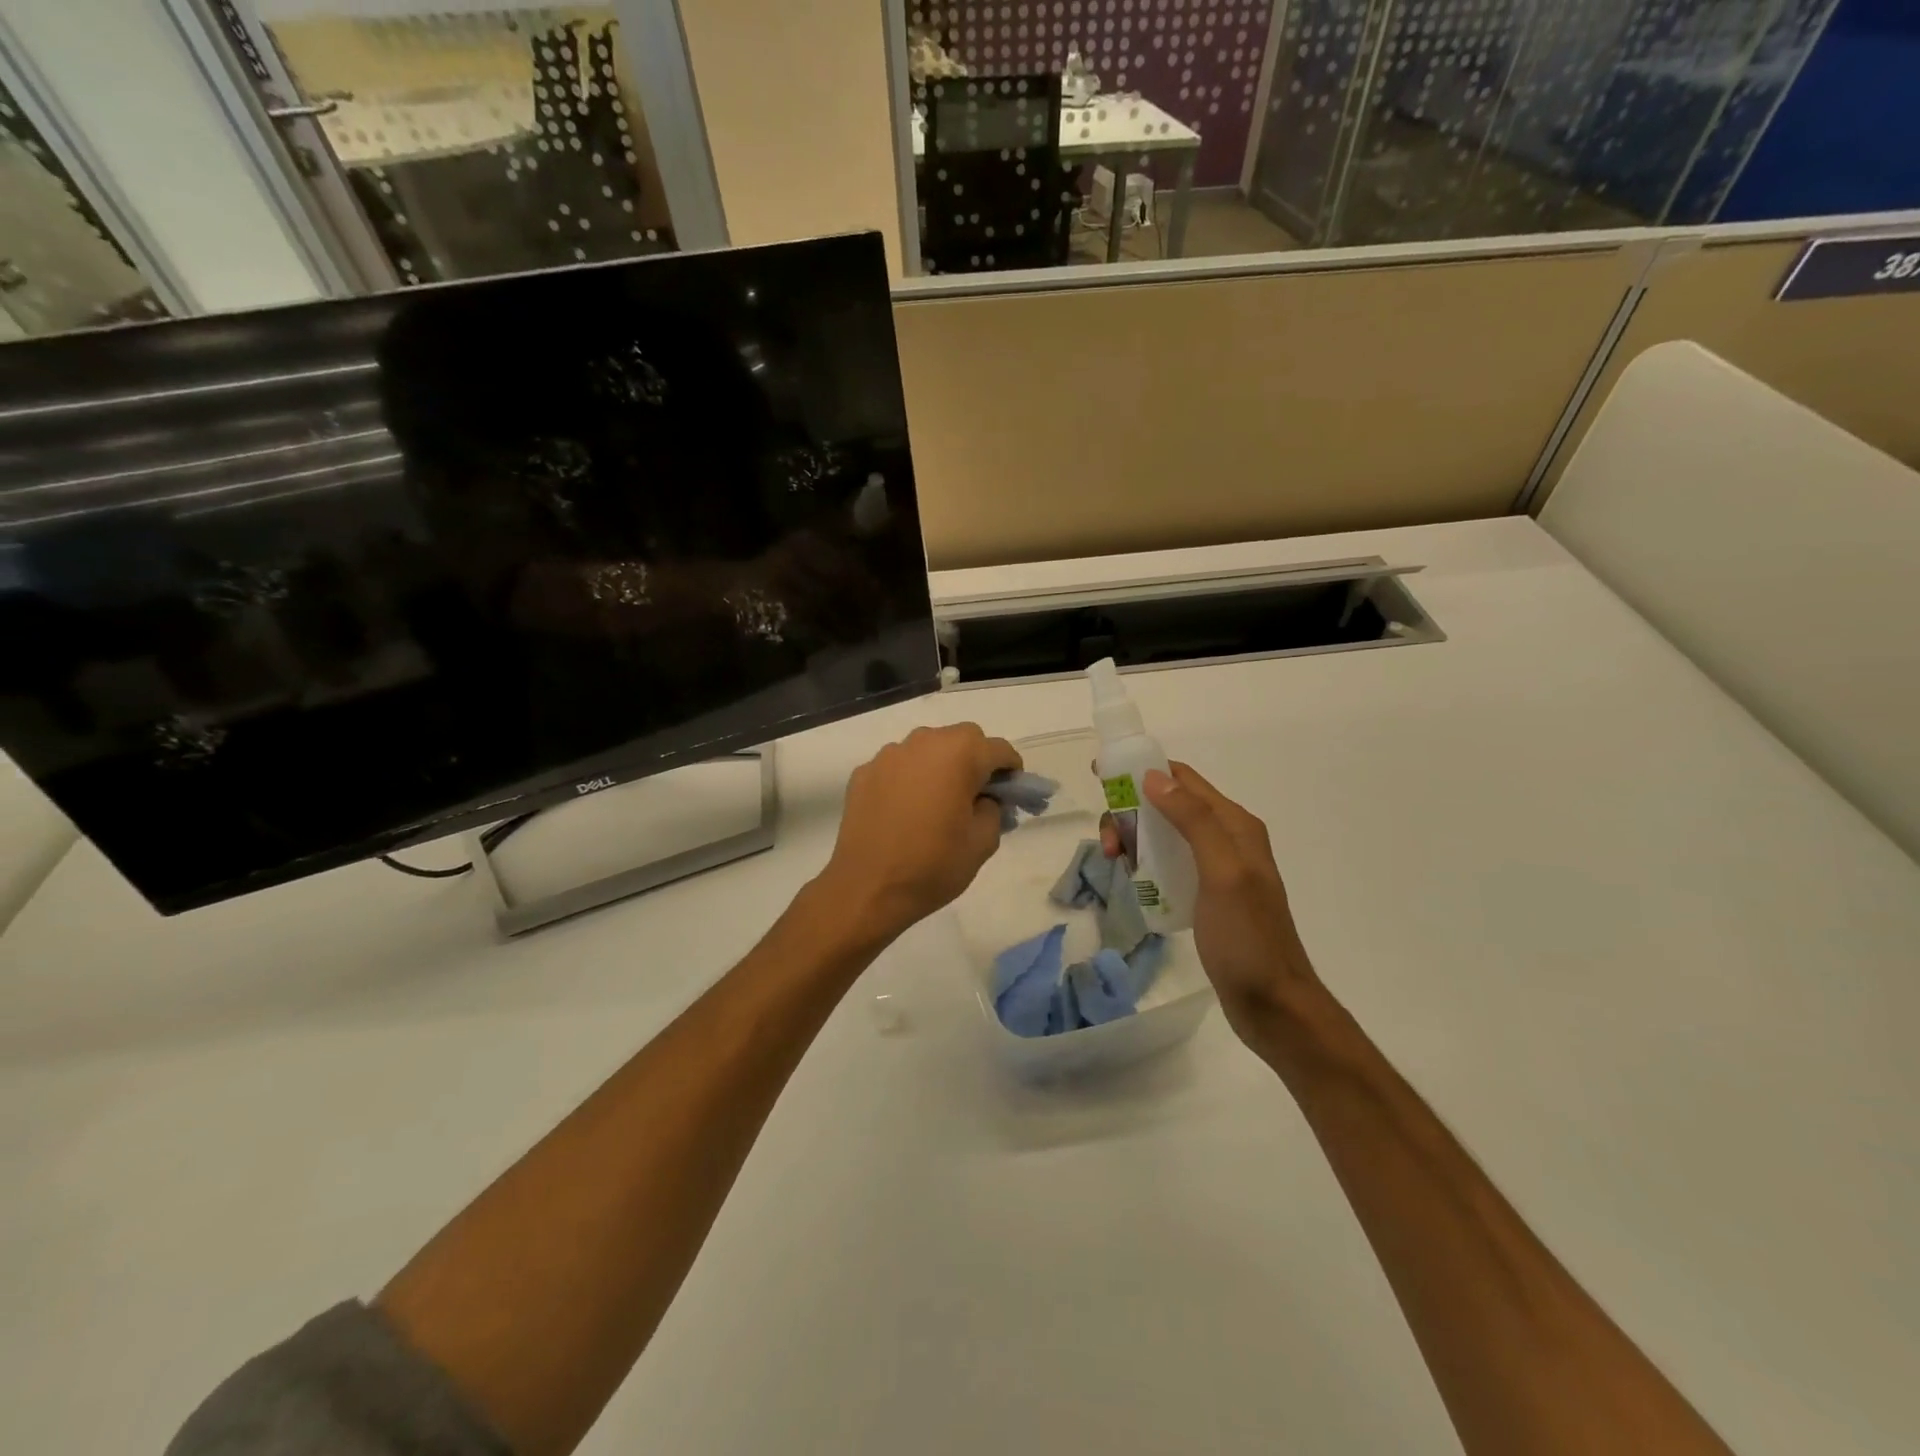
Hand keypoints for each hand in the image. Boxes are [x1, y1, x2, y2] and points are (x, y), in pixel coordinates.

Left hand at [816, 723, 1021, 943]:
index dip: (1011, 770)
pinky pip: (898, 765)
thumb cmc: (932, 865)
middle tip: (977, 795)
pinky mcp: (864, 772)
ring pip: (927, 747)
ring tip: (938, 801)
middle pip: (962, 738)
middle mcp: (923, 742)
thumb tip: (985, 799)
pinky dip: (909, 778)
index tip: (1011, 794)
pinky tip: (906, 810)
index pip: (999, 749)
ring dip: (940, 765)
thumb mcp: (982, 843)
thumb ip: (994, 810)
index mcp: (959, 755)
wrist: (867, 888)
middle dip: (976, 759)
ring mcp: (889, 755)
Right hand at [1105, 762, 1320, 1044]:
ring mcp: (1217, 868)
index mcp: (1234, 825)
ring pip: (1165, 834)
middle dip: (1131, 812)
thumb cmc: (1246, 938)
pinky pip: (1169, 862)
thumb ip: (1193, 820)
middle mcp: (1227, 838)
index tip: (1101, 778)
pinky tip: (1133, 881)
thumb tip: (1154, 776)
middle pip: (1168, 805)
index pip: (1183, 779)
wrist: (1273, 1004)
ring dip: (1134, 838)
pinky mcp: (1207, 895)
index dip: (1142, 771)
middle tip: (1109, 846)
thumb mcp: (1222, 872)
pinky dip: (1145, 862)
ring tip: (1116, 864)